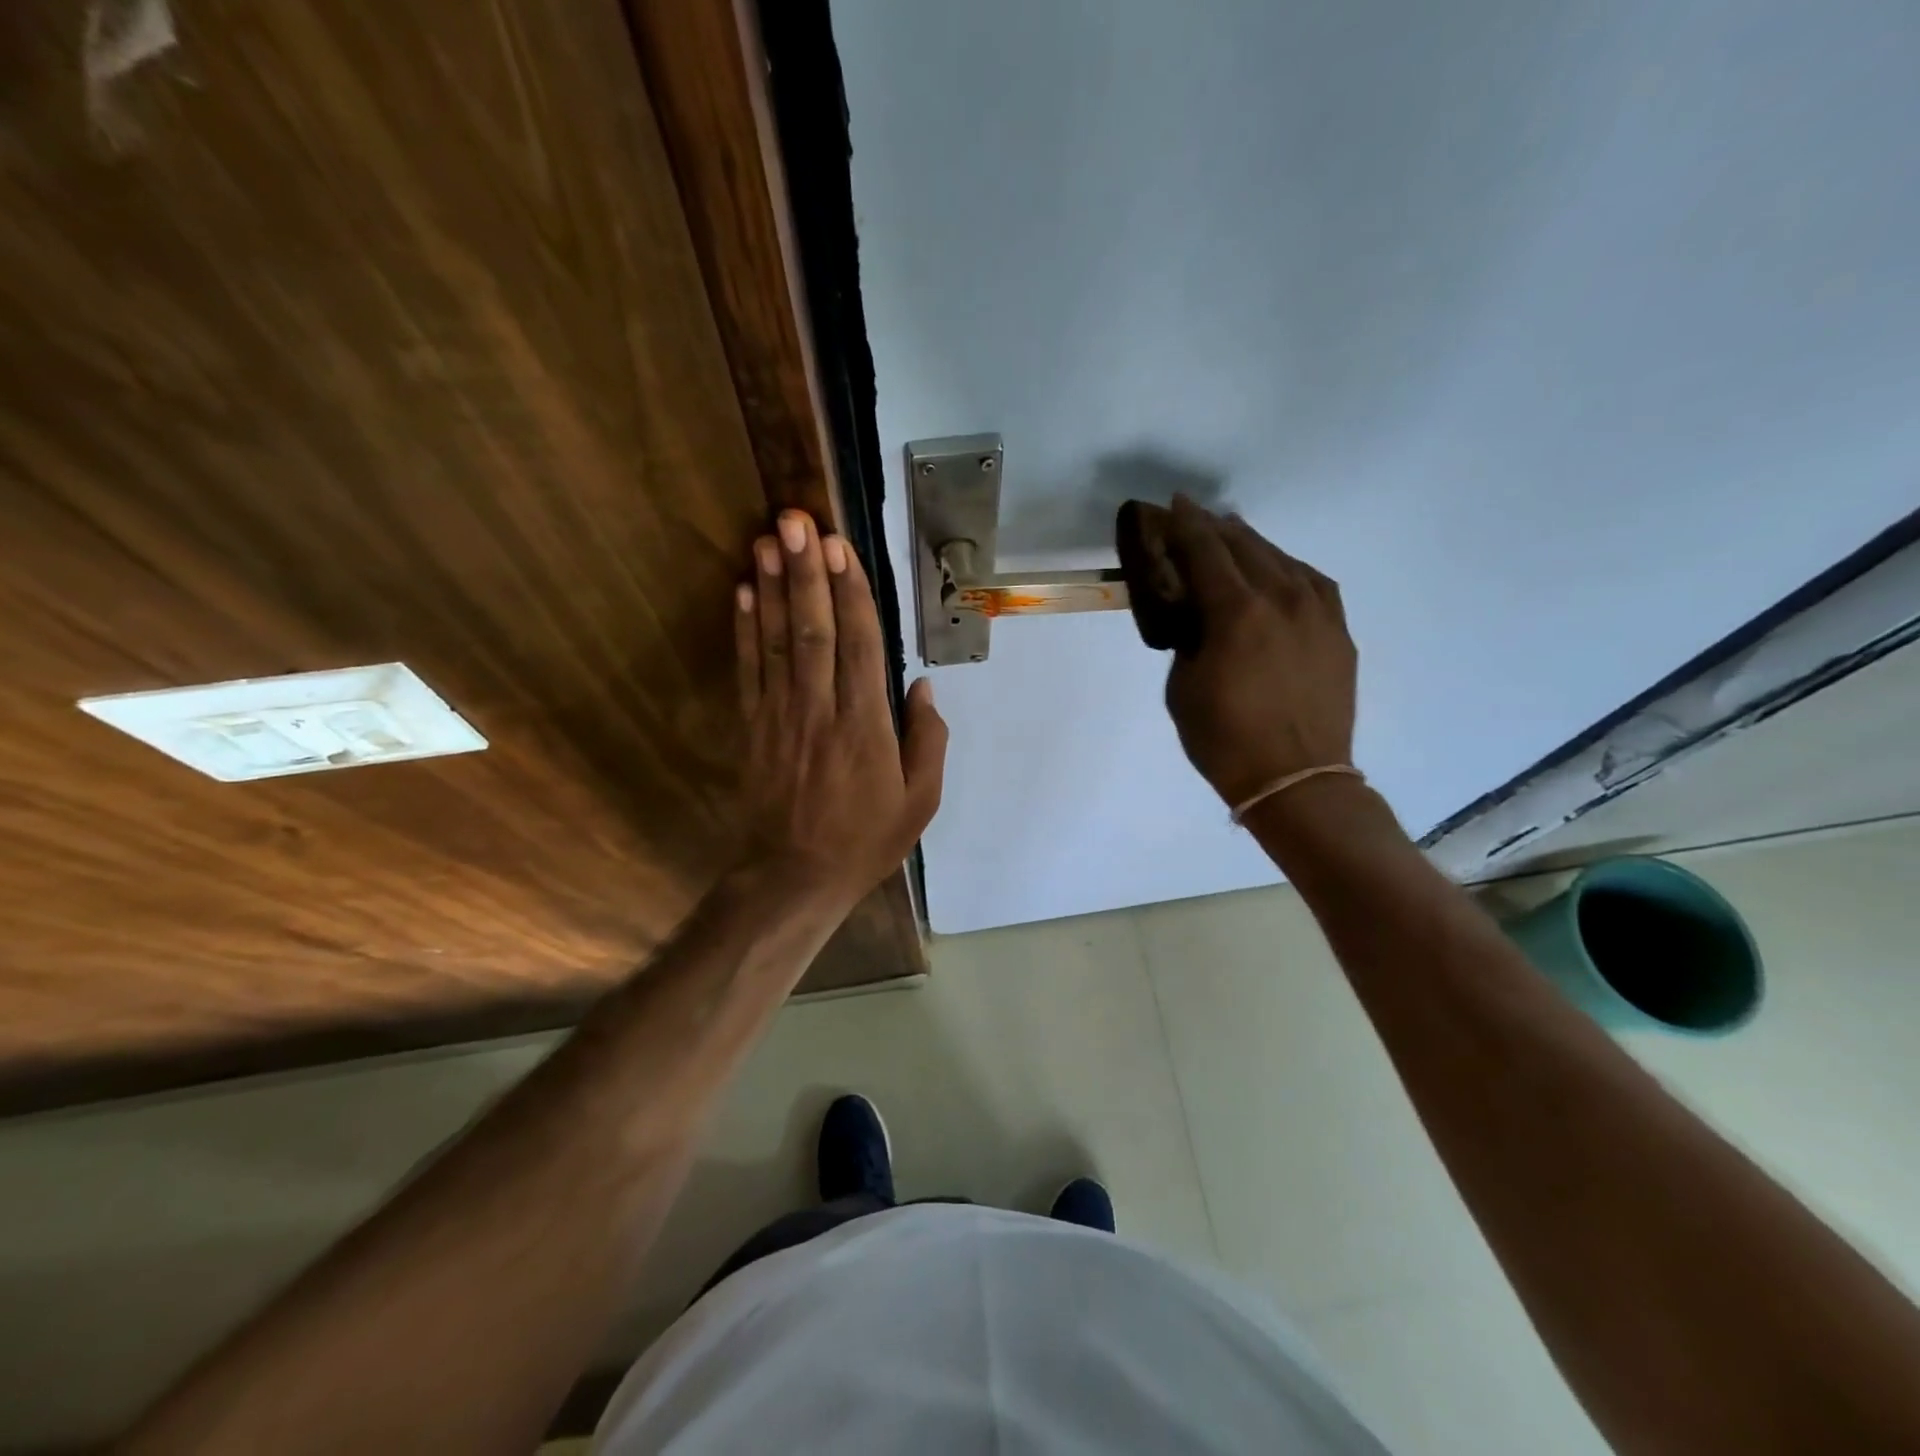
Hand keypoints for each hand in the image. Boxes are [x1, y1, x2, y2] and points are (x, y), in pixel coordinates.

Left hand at [735, 510, 946, 909]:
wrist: (795, 877)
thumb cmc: (865, 840)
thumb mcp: (920, 801)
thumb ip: (927, 740)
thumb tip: (919, 685)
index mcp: (867, 727)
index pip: (859, 646)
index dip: (851, 593)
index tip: (841, 547)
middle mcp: (821, 711)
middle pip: (814, 631)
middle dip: (807, 572)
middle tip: (798, 520)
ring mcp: (781, 717)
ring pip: (778, 642)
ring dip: (775, 587)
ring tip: (769, 538)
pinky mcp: (753, 727)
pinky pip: (749, 670)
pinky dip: (745, 629)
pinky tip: (745, 591)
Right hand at [1161, 496, 1357, 808]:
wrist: (1296, 780)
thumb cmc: (1224, 740)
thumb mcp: (1183, 687)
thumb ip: (1189, 639)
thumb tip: (1199, 617)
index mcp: (1236, 612)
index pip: (1205, 550)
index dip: (1185, 525)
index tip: (1172, 506)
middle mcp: (1281, 598)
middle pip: (1245, 546)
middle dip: (1215, 528)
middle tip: (1194, 517)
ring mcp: (1318, 612)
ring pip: (1282, 559)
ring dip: (1252, 544)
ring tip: (1233, 536)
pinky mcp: (1338, 631)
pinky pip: (1313, 582)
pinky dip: (1288, 568)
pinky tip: (1278, 571)